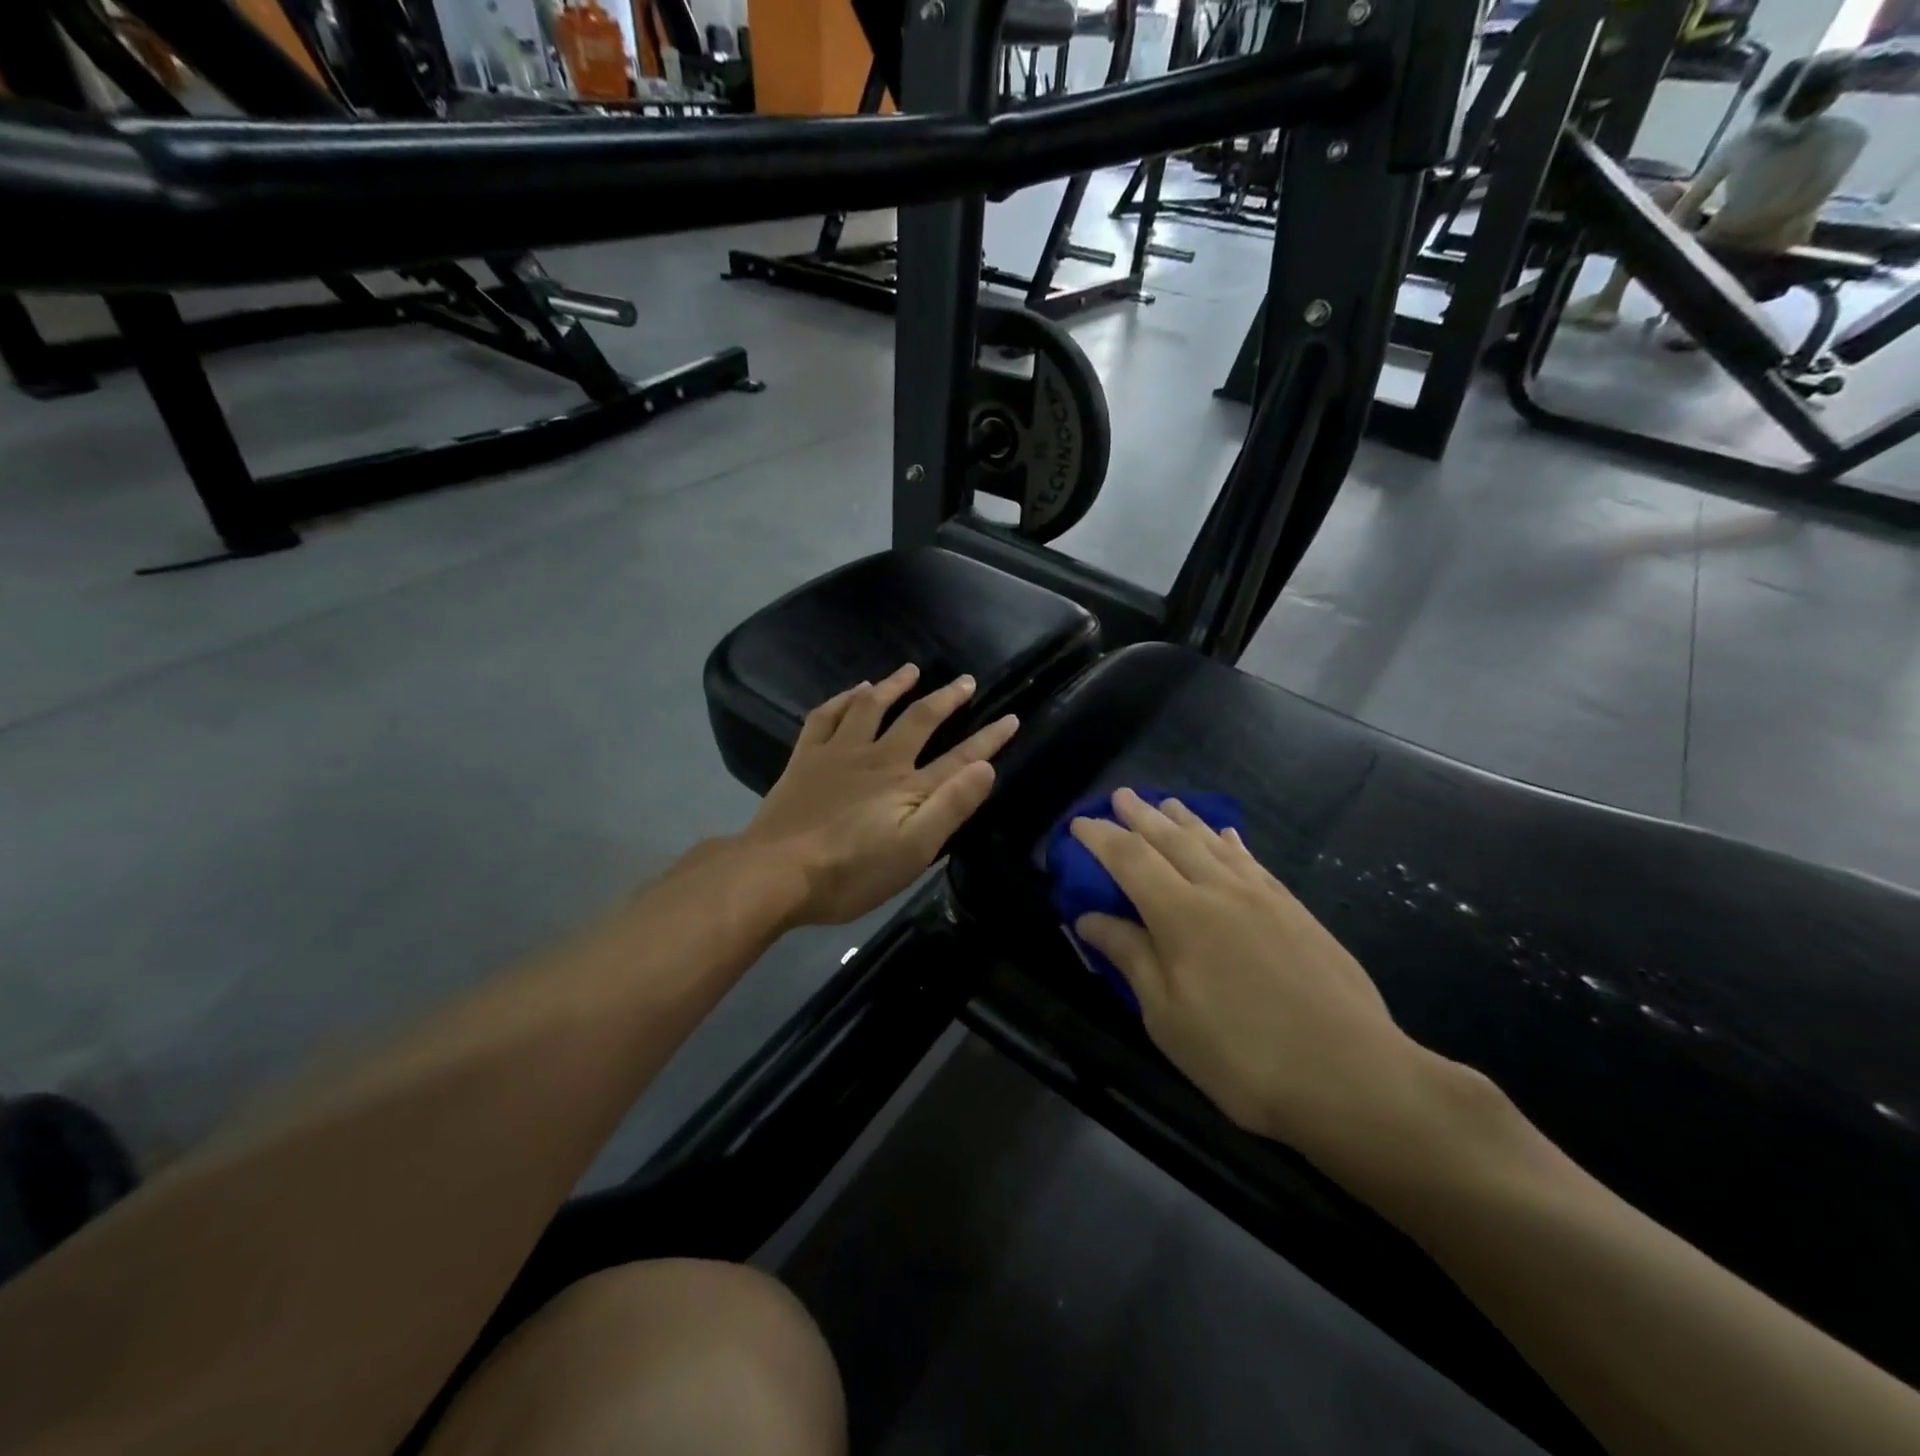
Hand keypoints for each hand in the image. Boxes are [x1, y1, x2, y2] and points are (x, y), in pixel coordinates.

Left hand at [741, 664, 1018, 926]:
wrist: (777, 873)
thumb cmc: (851, 873)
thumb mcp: (914, 851)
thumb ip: (951, 807)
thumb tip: (986, 768)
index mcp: (908, 786)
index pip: (960, 758)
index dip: (988, 739)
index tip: (1011, 718)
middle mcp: (878, 759)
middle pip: (919, 720)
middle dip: (946, 699)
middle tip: (966, 681)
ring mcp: (838, 754)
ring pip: (870, 707)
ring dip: (893, 686)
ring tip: (910, 670)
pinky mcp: (806, 759)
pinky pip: (825, 716)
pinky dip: (841, 700)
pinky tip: (850, 692)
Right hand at [1070, 789, 1457, 1190]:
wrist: (1352, 1076)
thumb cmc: (1243, 1057)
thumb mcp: (1168, 1018)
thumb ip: (1130, 958)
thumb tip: (1088, 918)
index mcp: (1180, 915)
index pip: (1129, 859)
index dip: (1100, 837)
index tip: (1079, 823)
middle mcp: (1219, 891)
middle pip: (1172, 840)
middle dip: (1140, 815)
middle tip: (1119, 796)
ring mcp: (1263, 897)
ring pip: (1214, 844)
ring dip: (1184, 820)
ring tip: (1166, 803)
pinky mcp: (1295, 911)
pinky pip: (1253, 862)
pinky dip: (1231, 843)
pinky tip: (1227, 837)